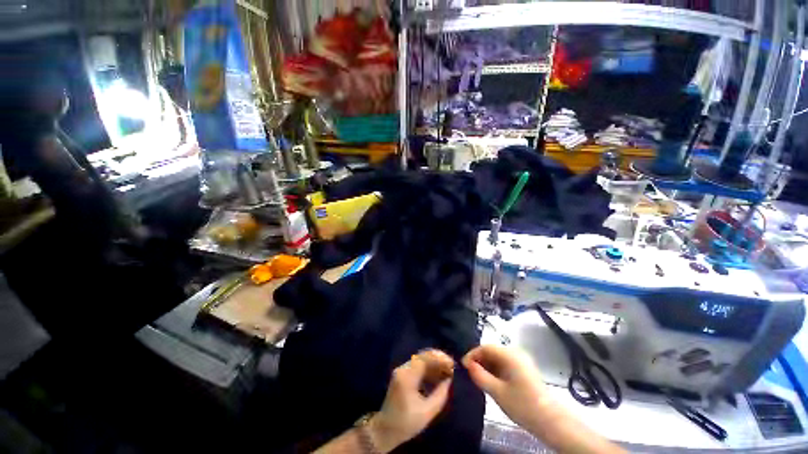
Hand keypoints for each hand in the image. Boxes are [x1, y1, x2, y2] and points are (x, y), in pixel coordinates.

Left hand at [369, 349, 453, 451]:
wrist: (385, 430)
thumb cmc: (406, 423)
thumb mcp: (427, 412)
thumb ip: (440, 394)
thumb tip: (449, 380)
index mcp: (407, 376)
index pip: (425, 358)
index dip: (440, 359)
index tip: (452, 364)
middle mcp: (403, 369)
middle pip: (423, 356)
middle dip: (438, 359)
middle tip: (451, 366)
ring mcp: (401, 370)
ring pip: (421, 359)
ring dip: (434, 363)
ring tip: (447, 371)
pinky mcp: (402, 374)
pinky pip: (417, 365)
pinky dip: (429, 368)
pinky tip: (438, 375)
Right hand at [462, 345, 554, 428]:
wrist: (551, 421)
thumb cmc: (523, 405)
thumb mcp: (497, 392)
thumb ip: (480, 376)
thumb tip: (468, 365)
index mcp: (510, 355)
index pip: (485, 347)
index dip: (472, 354)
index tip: (463, 366)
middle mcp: (516, 353)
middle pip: (491, 350)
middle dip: (479, 360)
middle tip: (470, 373)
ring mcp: (522, 360)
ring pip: (498, 357)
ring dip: (487, 365)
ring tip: (479, 378)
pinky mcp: (524, 369)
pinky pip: (505, 363)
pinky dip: (495, 370)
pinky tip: (492, 381)